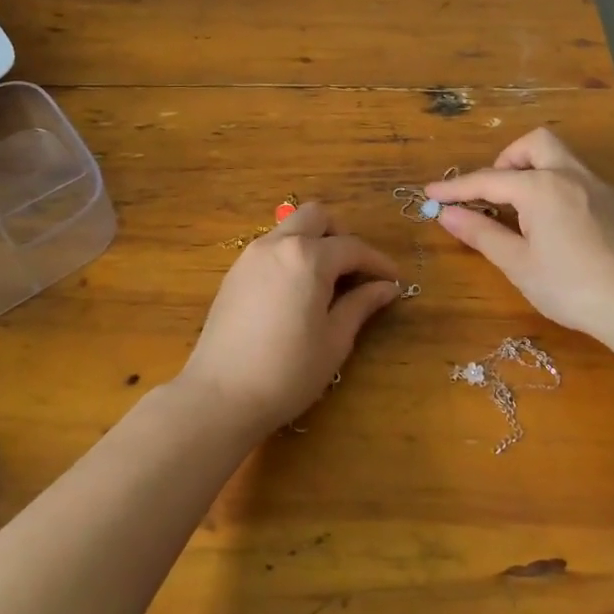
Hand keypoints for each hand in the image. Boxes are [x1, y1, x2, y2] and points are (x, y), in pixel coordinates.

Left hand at [178, 202, 400, 433]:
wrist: (220, 396)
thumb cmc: (287, 371)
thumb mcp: (334, 340)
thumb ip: (361, 305)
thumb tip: (386, 287)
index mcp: (308, 257)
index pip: (353, 247)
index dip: (378, 262)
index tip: (393, 279)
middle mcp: (278, 244)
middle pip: (317, 216)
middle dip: (341, 235)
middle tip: (355, 269)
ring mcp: (251, 256)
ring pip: (290, 227)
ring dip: (313, 241)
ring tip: (327, 280)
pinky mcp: (234, 273)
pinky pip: (271, 247)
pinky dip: (291, 254)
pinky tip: (296, 289)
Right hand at [426, 128, 613, 343]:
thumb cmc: (569, 285)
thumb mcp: (517, 263)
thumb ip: (481, 233)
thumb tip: (446, 214)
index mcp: (541, 187)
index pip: (488, 180)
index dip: (456, 188)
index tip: (431, 193)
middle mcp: (570, 175)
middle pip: (535, 143)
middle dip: (508, 159)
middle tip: (495, 193)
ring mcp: (598, 187)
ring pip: (562, 157)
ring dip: (535, 170)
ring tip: (523, 209)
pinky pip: (579, 179)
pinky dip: (557, 187)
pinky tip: (556, 224)